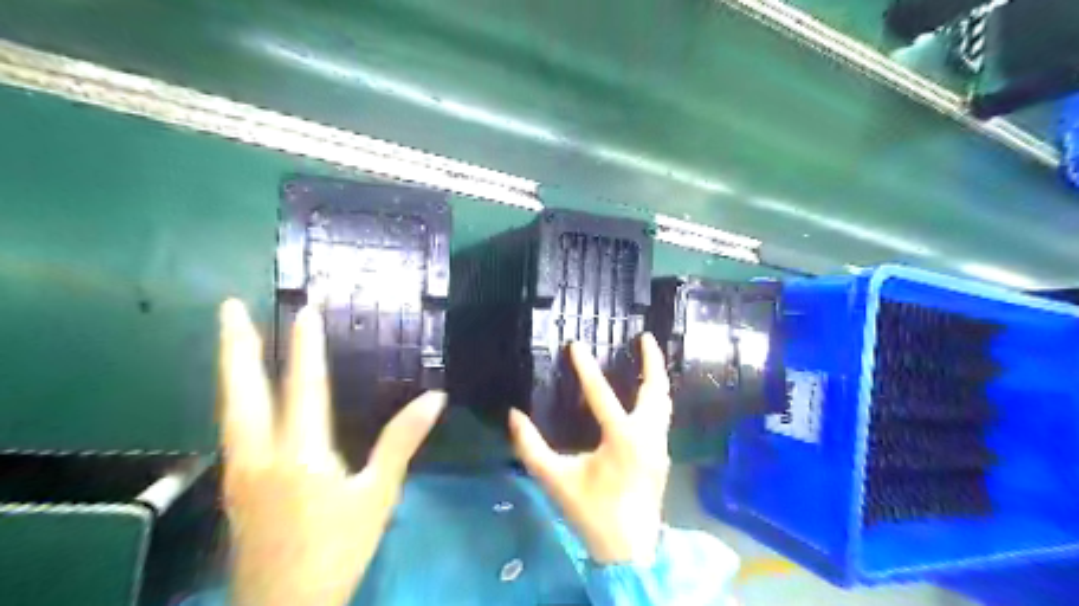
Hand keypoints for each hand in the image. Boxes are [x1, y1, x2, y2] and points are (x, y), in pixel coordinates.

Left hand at [221, 300, 447, 604]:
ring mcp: (238, 472)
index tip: (306, 310)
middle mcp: (259, 455)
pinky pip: (233, 429)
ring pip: (229, 409)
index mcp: (300, 454)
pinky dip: (237, 399)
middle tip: (229, 306)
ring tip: (235, 340)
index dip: (305, 346)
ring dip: (232, 369)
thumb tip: (434, 398)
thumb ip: (401, 442)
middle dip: (236, 345)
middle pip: (241, 391)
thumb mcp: (378, 495)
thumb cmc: (338, 549)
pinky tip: (244, 397)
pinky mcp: (234, 487)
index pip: (303, 386)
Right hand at [509, 335, 671, 564]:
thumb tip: (514, 416)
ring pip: (664, 403)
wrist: (630, 552)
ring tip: (650, 359)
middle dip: (652, 361)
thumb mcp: (556, 480)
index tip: (576, 345)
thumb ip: (531, 448)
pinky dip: (657, 398)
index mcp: (623, 439)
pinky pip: (663, 417)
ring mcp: (660, 446)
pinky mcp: (662, 456)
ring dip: (657, 379)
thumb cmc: (592, 514)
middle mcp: (648, 436)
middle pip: (656, 390)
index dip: (586, 368)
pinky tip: (647, 397)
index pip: (601, 394)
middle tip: (646, 337)